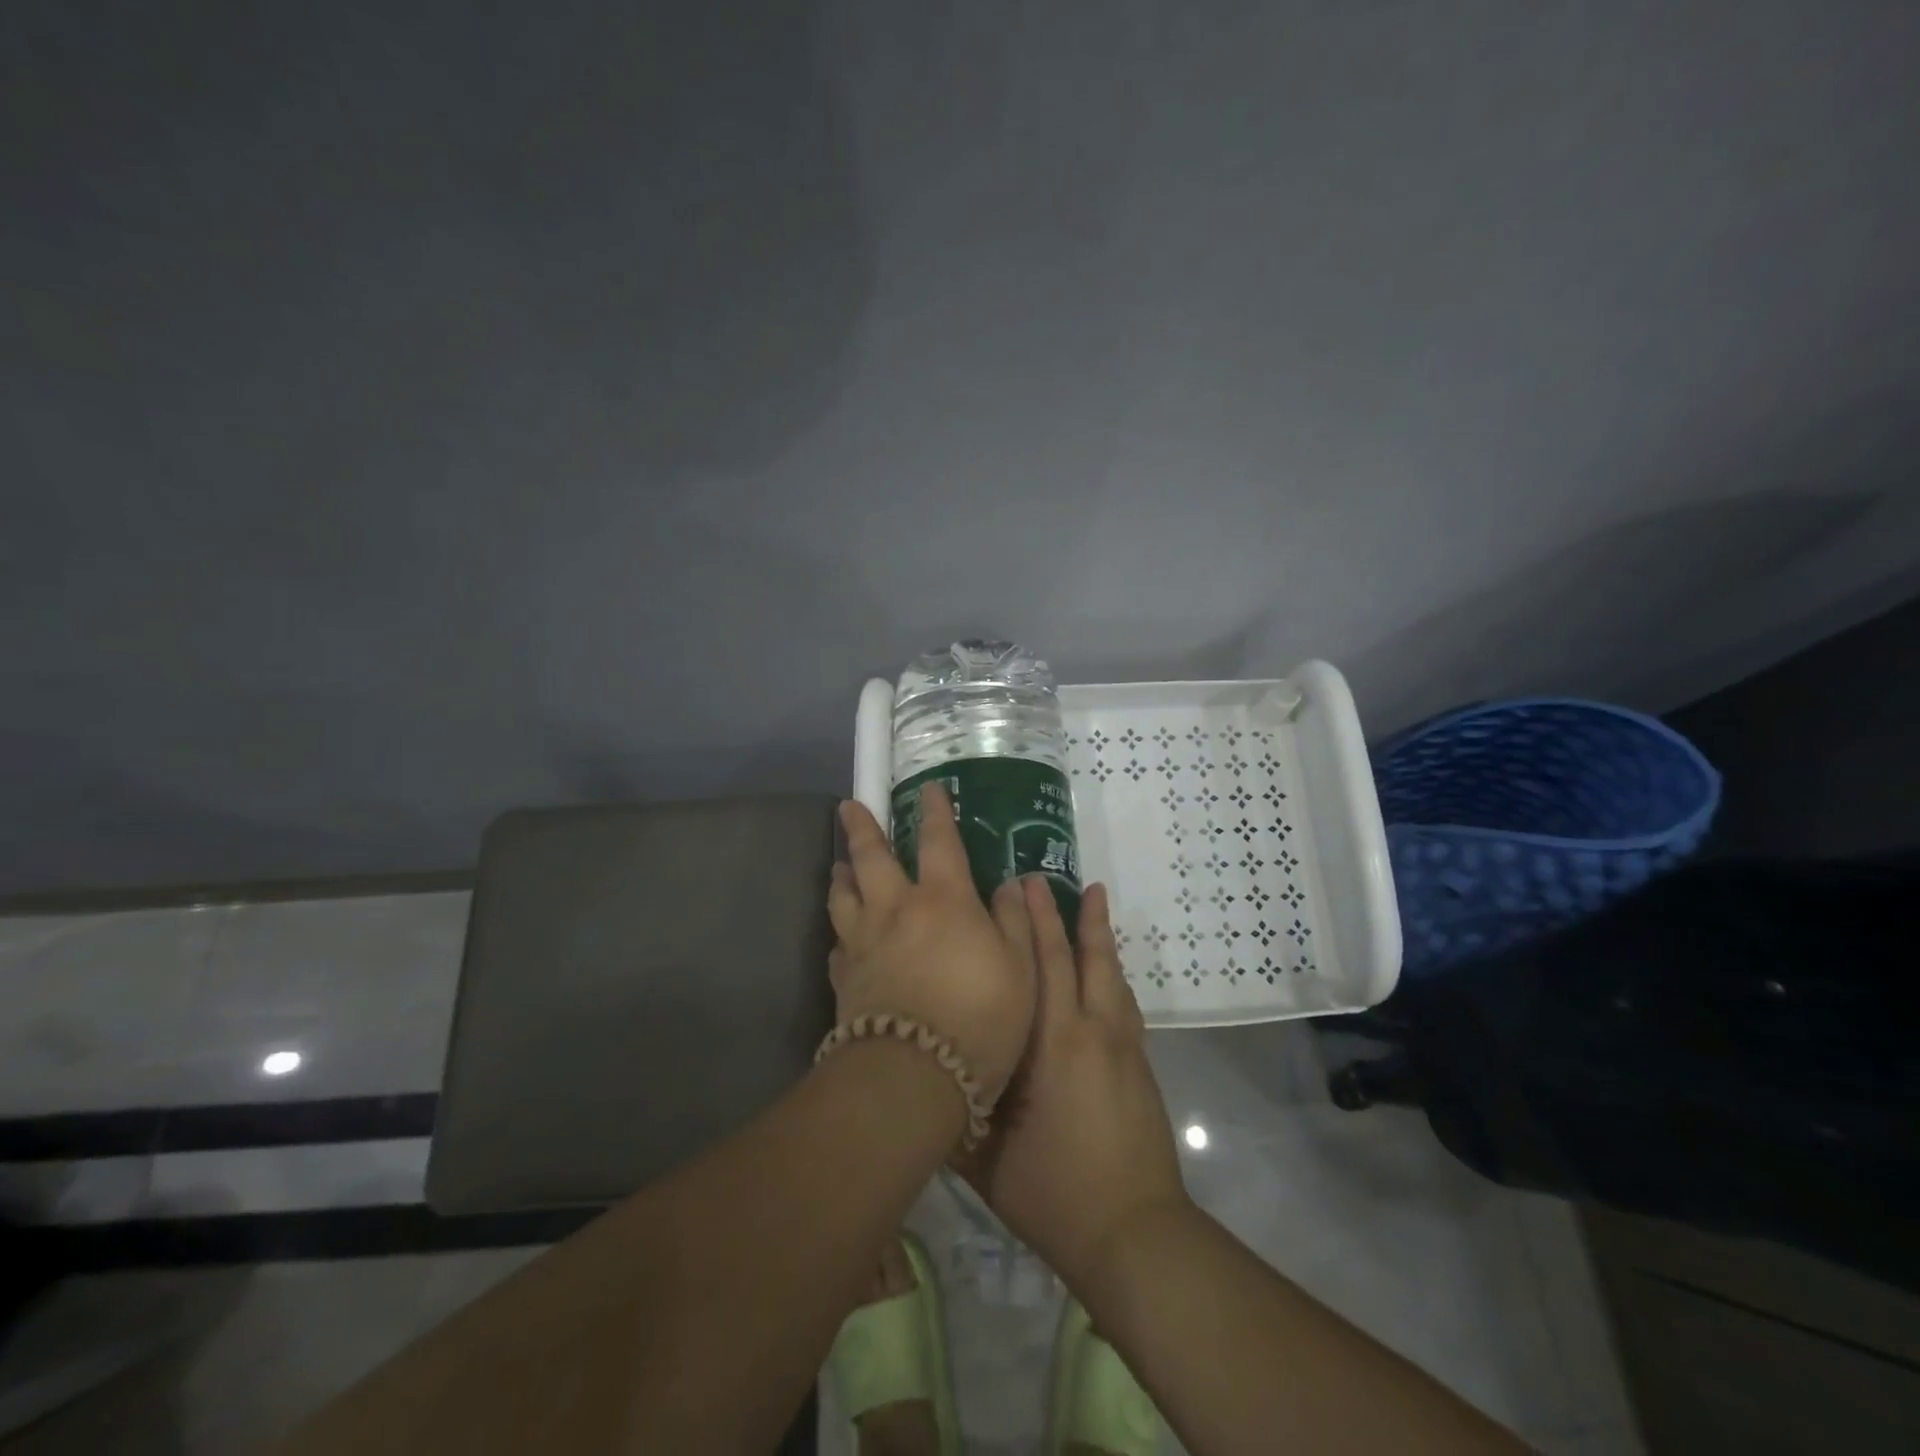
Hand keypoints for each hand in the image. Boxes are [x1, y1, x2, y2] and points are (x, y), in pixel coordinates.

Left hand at [828, 784, 1037, 1101]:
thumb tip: (1009, 884)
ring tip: (839, 864)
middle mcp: (896, 910)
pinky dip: (841, 932)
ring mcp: (863, 943)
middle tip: (849, 806)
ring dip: (841, 874)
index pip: (939, 841)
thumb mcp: (1022, 968)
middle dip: (862, 828)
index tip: (928, 789)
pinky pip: (838, 945)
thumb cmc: (982, 1016)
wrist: (915, 1075)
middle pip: (871, 858)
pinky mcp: (844, 979)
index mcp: (943, 899)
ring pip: (844, 896)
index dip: (935, 812)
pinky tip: (843, 936)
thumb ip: (1015, 921)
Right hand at [954, 878, 1190, 1290]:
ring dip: (1098, 932)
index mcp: (1051, 1046)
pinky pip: (1123, 999)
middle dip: (1058, 915)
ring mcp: (1121, 1046)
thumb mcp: (986, 1158)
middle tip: (1041, 877)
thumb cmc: (1054, 1194)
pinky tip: (1108, 966)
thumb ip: (958, 1109)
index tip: (1015, 887)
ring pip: (1109, 972)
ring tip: (1092, 896)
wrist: (1135, 1232)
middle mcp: (1090, 1032)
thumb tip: (925, 1070)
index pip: (1039, 968)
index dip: (1026, 925)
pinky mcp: (1139, 1063)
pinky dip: (1113, 970)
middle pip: (1077, 957)